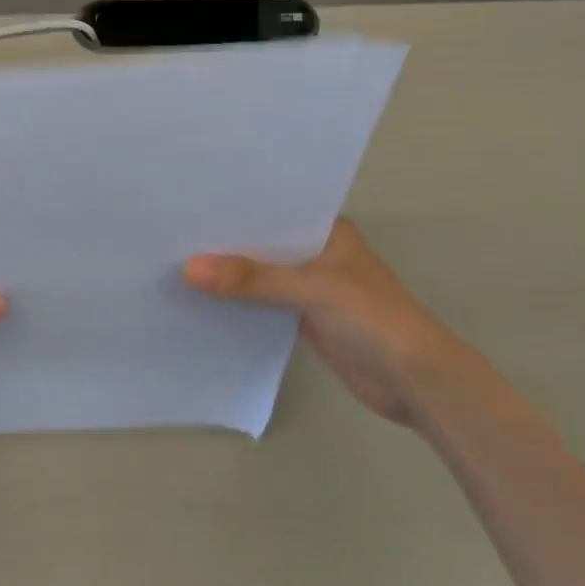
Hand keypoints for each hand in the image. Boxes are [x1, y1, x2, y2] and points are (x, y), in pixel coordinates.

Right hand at [185, 220, 452, 426]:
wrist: (413, 380)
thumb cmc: (373, 319)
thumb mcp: (312, 290)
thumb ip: (252, 280)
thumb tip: (188, 269)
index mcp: (329, 232)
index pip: (275, 212)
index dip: (235, 210)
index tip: (189, 205)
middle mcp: (317, 255)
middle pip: (263, 245)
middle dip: (224, 245)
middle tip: (171, 235)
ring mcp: (311, 289)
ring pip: (260, 277)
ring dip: (229, 278)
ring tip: (174, 265)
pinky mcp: (303, 320)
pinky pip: (262, 306)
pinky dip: (238, 306)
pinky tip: (201, 302)